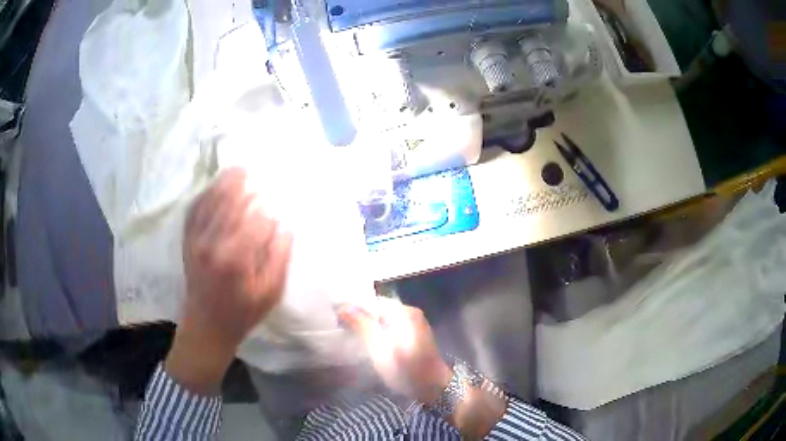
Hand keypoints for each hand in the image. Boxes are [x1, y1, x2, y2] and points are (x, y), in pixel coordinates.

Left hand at [166, 168, 292, 394]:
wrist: (206, 325)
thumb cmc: (241, 312)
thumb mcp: (269, 294)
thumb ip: (278, 259)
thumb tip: (284, 229)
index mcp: (236, 259)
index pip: (256, 222)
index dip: (267, 214)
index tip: (275, 212)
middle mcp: (213, 244)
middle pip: (229, 203)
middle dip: (242, 184)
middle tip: (252, 171)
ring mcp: (196, 240)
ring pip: (210, 201)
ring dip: (223, 183)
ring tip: (236, 170)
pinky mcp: (187, 241)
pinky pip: (194, 209)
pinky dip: (204, 194)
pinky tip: (213, 187)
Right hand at [337, 300, 451, 405]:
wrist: (434, 389)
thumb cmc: (407, 369)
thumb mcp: (380, 349)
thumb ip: (361, 326)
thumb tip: (341, 306)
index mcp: (404, 312)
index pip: (372, 300)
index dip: (352, 306)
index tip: (334, 314)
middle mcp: (409, 313)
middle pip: (377, 309)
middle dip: (358, 316)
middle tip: (337, 325)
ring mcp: (412, 325)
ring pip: (382, 320)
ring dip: (366, 326)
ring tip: (346, 333)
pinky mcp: (411, 337)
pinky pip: (388, 328)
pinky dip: (376, 333)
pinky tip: (364, 342)